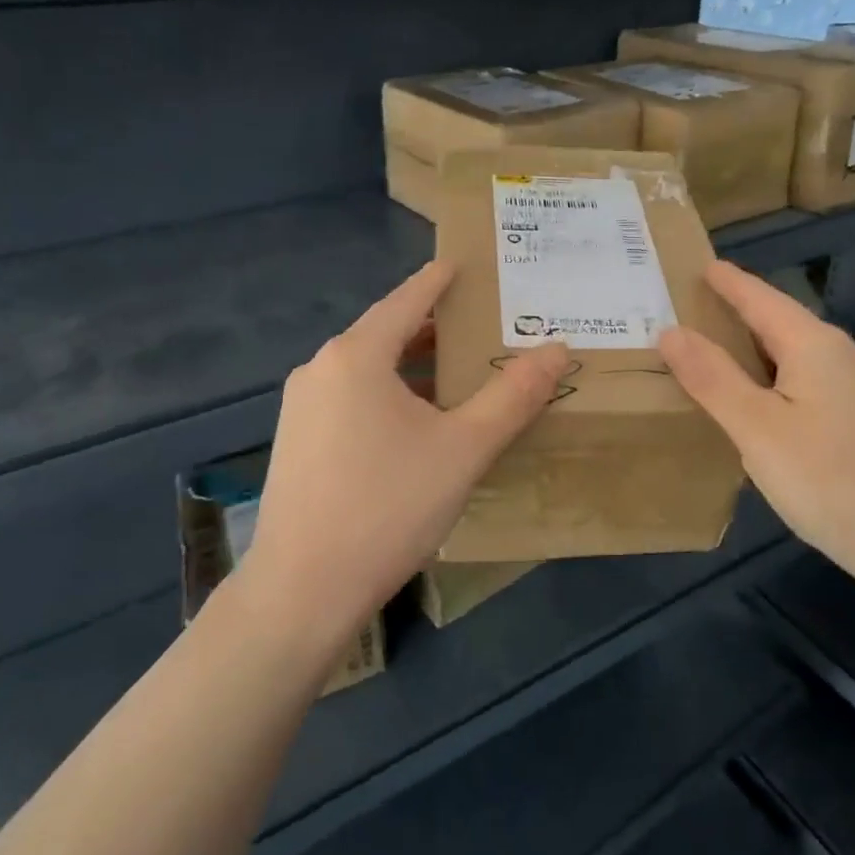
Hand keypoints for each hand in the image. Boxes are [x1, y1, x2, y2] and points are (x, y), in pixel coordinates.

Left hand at [237, 260, 568, 653]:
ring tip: (459, 371)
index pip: (407, 299)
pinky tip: (417, 422)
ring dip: (413, 365)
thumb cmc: (388, 506)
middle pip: (386, 333)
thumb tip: (556, 349)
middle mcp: (321, 369)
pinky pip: (352, 398)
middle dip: (433, 327)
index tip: (462, 263)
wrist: (302, 591)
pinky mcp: (298, 442)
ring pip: (368, 370)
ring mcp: (302, 408)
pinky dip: (390, 393)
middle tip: (481, 324)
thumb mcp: (463, 449)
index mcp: (356, 356)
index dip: (439, 280)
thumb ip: (513, 396)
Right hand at [658, 261, 854, 583]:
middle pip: (778, 320)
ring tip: (711, 349)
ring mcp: (854, 388)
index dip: (728, 282)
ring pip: (791, 353)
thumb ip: (712, 377)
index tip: (698, 265)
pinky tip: (753, 399)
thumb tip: (671, 330)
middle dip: (735, 311)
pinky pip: (802, 380)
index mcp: (813, 344)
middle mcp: (838, 355)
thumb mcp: (756, 427)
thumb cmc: (828, 478)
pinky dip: (768, 376)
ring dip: (751, 347)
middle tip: (688, 308)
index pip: (761, 298)